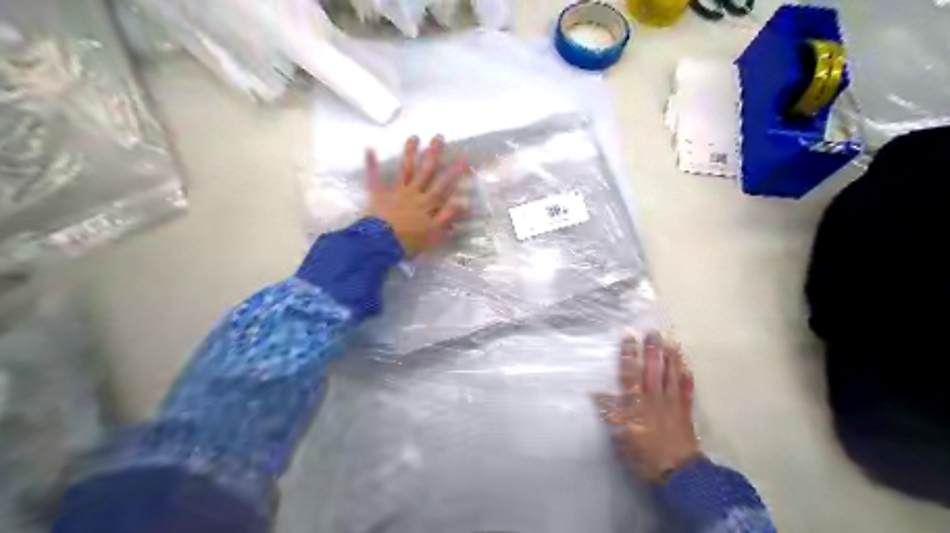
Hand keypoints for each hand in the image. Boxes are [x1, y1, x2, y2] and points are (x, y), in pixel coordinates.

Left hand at [364, 136, 466, 256]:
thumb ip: (447, 218)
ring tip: (414, 137)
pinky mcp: (378, 195)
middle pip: (425, 171)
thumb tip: (463, 204)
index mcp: (427, 203)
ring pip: (406, 169)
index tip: (463, 157)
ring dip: (410, 153)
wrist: (381, 244)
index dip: (454, 172)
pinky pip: (375, 178)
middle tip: (439, 136)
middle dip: (433, 153)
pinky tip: (370, 149)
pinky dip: (372, 164)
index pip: (444, 185)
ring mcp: (396, 192)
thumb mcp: (434, 234)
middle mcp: (414, 193)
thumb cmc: (409, 241)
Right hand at [597, 333, 700, 482]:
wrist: (680, 474)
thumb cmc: (645, 457)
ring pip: (672, 375)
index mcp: (637, 404)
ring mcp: (673, 403)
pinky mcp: (686, 411)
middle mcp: (655, 398)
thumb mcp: (621, 438)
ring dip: (671, 357)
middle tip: (653, 331)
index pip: (631, 374)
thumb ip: (610, 414)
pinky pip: (687, 390)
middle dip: (652, 350)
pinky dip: (687, 376)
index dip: (628, 355)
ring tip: (670, 340)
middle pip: (653, 369)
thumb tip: (596, 394)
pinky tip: (687, 365)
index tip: (628, 336)